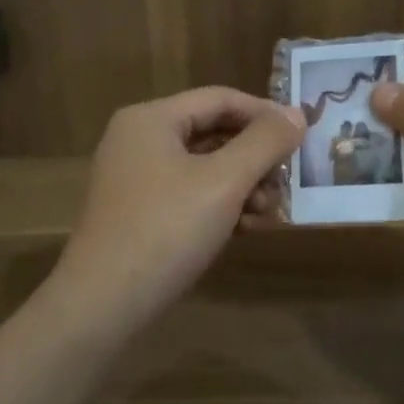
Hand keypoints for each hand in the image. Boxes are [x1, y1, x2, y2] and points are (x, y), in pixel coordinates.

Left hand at [54, 87, 304, 323]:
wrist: (102, 303)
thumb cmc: (166, 230)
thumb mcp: (224, 182)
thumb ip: (265, 143)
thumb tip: (298, 113)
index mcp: (151, 119)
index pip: (220, 99)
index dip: (265, 114)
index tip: (301, 137)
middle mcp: (139, 139)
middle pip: (212, 132)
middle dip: (254, 158)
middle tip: (285, 184)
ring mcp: (135, 177)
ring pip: (203, 166)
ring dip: (242, 185)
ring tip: (267, 214)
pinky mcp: (137, 211)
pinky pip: (188, 193)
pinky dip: (219, 205)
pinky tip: (244, 229)